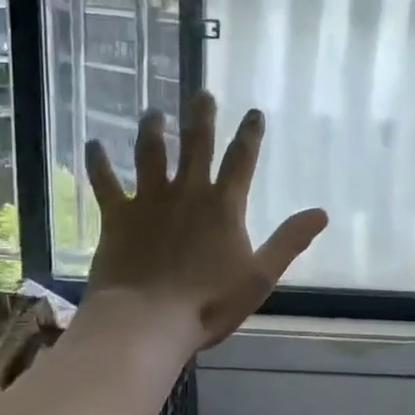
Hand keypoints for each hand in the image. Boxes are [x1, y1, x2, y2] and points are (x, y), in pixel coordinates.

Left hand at [85, 91, 326, 347]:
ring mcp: (149, 201)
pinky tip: (92, 145)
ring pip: (150, 154)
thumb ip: (289, 241)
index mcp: (223, 206)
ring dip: (153, 130)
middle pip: (195, 145)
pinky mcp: (118, 216)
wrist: (146, 320)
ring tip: (152, 112)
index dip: (250, 135)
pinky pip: (105, 183)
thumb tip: (322, 213)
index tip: (254, 112)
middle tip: (201, 93)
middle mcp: (187, 192)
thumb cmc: (208, 302)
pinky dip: (98, 163)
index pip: (241, 160)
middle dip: (200, 117)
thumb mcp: (260, 276)